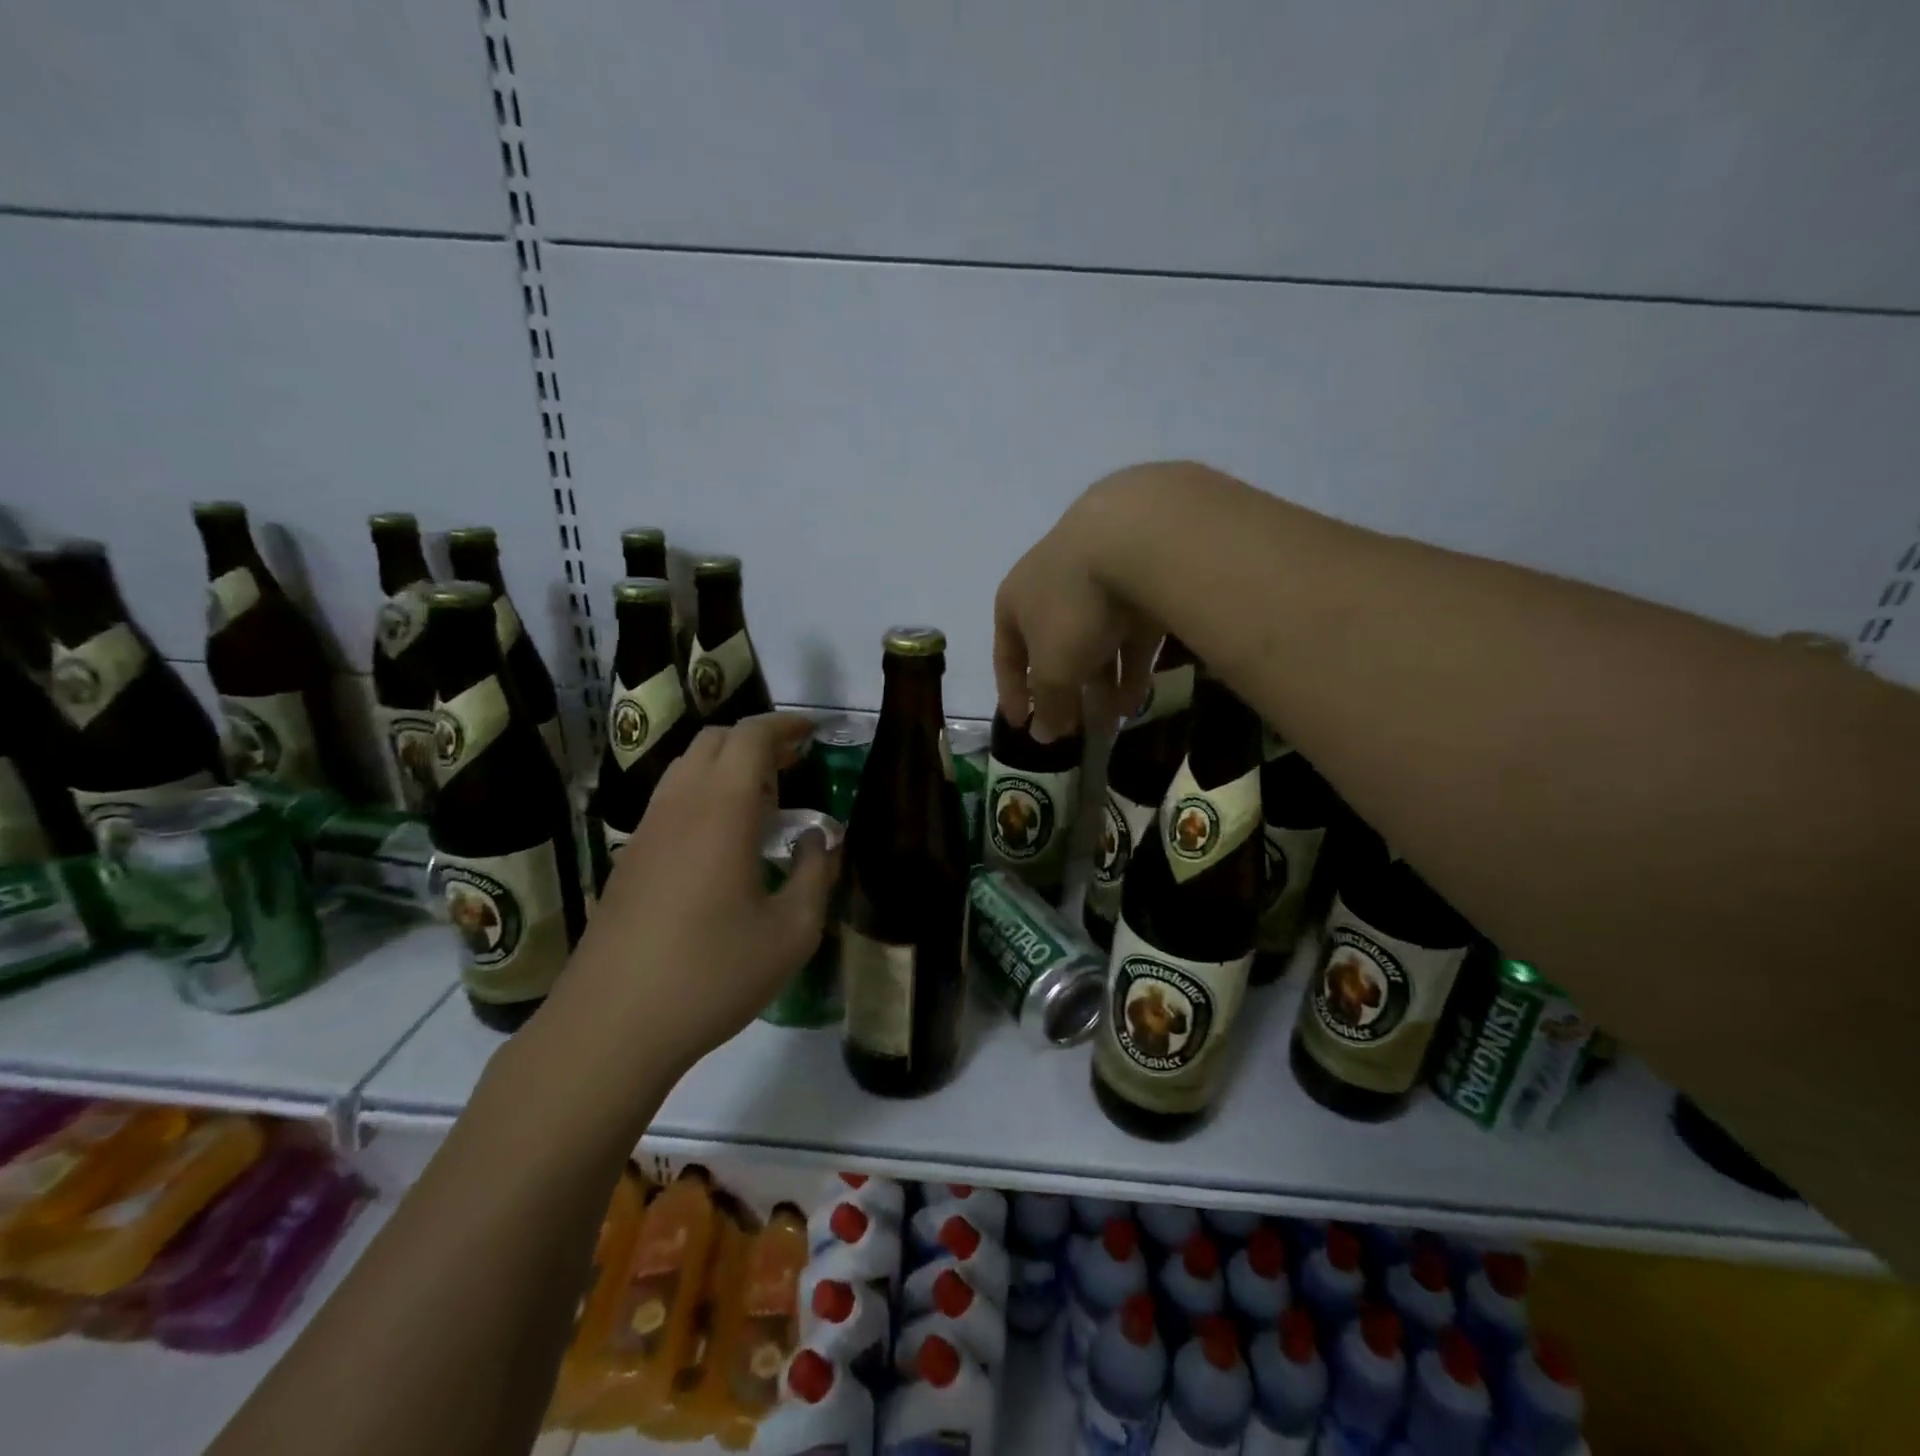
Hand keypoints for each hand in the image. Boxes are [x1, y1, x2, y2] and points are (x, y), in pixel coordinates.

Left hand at [547, 713, 838, 1073]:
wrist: (611, 1026)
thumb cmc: (712, 974)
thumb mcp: (792, 932)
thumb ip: (817, 874)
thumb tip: (821, 839)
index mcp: (721, 810)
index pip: (750, 737)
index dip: (784, 725)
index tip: (813, 733)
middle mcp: (679, 806)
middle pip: (714, 742)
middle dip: (757, 741)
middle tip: (793, 765)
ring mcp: (646, 832)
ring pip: (686, 768)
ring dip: (727, 767)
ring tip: (763, 802)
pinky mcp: (628, 860)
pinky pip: (670, 801)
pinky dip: (704, 795)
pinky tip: (724, 842)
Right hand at [994, 471, 1164, 741]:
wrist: (1135, 537)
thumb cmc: (1073, 607)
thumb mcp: (1054, 667)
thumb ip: (1048, 702)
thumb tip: (1042, 735)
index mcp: (1015, 602)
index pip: (1007, 656)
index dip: (1013, 694)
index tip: (1022, 726)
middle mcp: (1051, 588)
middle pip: (1054, 650)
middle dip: (1065, 693)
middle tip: (1077, 731)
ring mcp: (1097, 580)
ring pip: (1096, 643)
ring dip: (1102, 686)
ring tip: (1114, 724)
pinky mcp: (1140, 581)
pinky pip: (1130, 634)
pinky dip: (1131, 666)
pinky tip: (1139, 700)